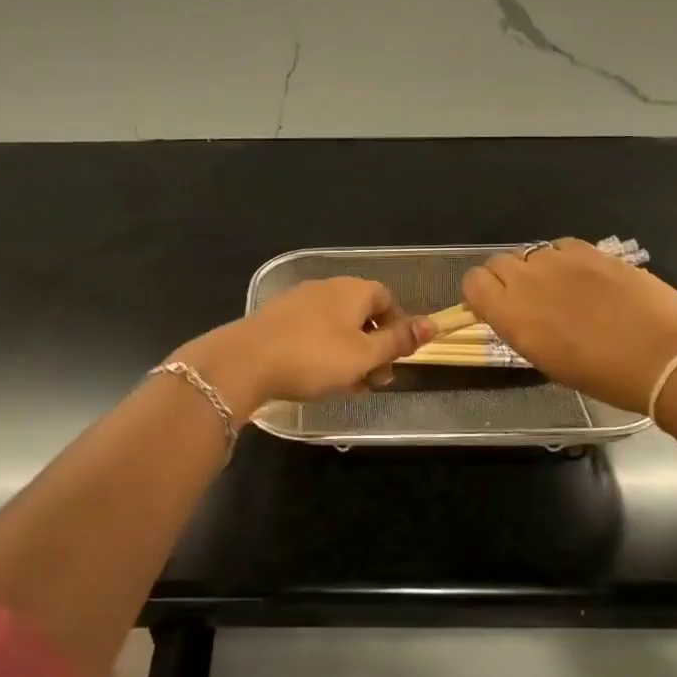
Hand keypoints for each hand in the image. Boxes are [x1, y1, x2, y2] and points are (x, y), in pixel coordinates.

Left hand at [173, 277, 432, 414]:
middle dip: (373, 348)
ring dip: (350, 356)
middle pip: (361, 314)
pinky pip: (312, 334)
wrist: (244, 362)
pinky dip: (324, 354)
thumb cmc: (313, 357)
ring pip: (336, 328)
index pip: (387, 299)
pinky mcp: (277, 321)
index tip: (397, 359)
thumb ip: (398, 341)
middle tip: (375, 381)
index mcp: (352, 290)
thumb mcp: (364, 355)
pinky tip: (318, 381)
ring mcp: (298, 302)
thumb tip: (432, 324)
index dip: (398, 327)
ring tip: (349, 388)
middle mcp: (326, 288)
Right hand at [462, 239, 676, 412]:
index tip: (495, 308)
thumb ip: (520, 329)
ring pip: (530, 253)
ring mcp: (559, 260)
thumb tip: (516, 314)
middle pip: (497, 262)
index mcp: (510, 314)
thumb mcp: (545, 360)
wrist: (662, 356)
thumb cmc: (602, 375)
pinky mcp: (590, 250)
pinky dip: (564, 259)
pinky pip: (561, 246)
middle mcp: (527, 280)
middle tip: (530, 301)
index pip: (473, 282)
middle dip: (506, 279)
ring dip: (537, 270)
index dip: (481, 294)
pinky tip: (584, 279)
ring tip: (563, 291)